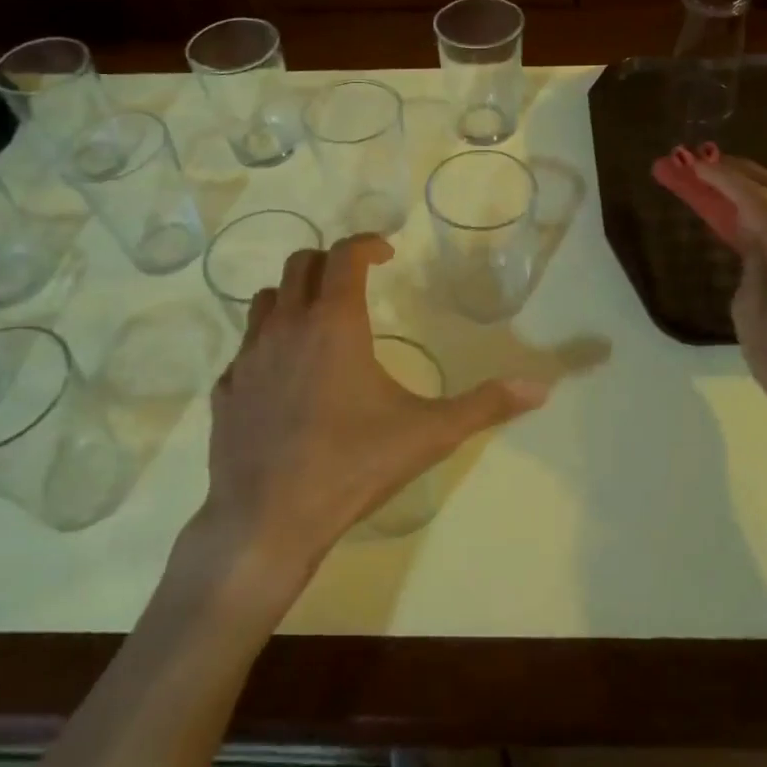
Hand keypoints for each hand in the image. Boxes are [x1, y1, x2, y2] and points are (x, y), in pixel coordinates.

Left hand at [199, 235, 547, 587]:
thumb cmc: (352, 466)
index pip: (345, 255)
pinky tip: (286, 375)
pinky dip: (267, 344)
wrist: (267, 522)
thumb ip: (485, 405)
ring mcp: (248, 357)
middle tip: (357, 282)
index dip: (367, 243)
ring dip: (295, 296)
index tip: (386, 253)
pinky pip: (245, 348)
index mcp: (334, 323)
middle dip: (331, 262)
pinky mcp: (225, 391)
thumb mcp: (428, 434)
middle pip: (301, 265)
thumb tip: (540, 387)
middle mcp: (286, 326)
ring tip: (320, 321)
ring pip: (266, 300)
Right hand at [694, 157, 766, 445]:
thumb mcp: (748, 311)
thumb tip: (752, 235)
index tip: (696, 164)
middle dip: (746, 172)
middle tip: (711, 163)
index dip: (725, 179)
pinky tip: (756, 217)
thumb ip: (750, 262)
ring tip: (728, 184)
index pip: (758, 202)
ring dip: (764, 190)